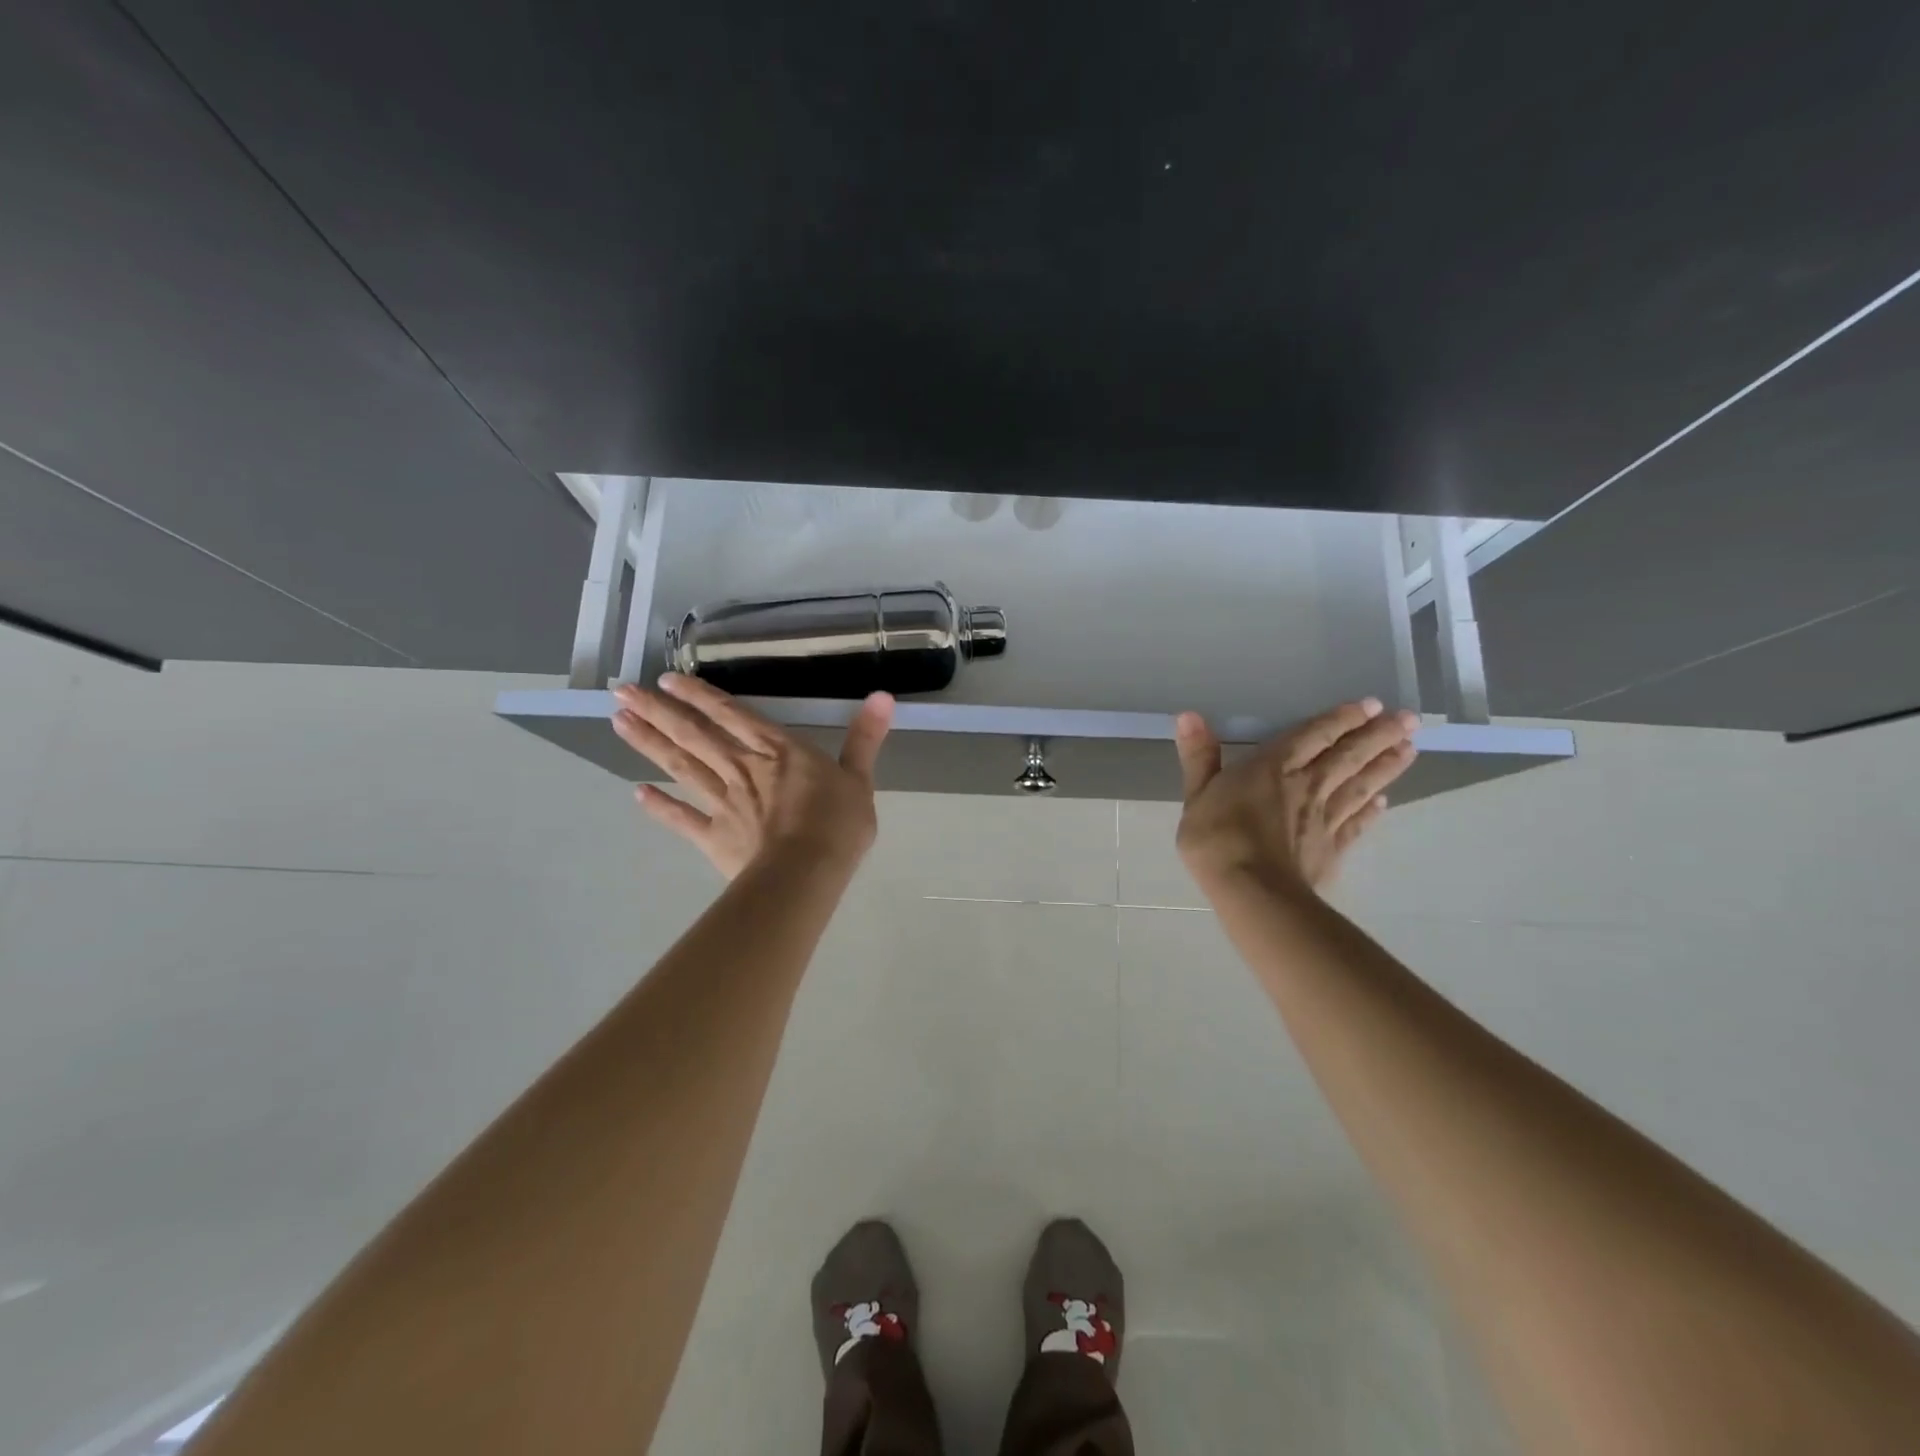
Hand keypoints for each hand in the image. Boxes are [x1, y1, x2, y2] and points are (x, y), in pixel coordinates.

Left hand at [611, 674, 893, 879]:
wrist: (806, 875)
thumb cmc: (837, 825)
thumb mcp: (859, 778)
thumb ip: (865, 738)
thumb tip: (883, 696)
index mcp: (777, 750)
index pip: (731, 714)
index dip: (699, 695)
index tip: (665, 679)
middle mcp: (742, 768)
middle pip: (693, 735)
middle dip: (657, 711)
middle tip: (620, 691)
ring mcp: (723, 802)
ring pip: (681, 767)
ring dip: (649, 744)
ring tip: (618, 722)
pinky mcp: (713, 836)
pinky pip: (682, 818)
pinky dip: (659, 807)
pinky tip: (636, 793)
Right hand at [1173, 698, 1419, 892]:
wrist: (1252, 889)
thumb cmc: (1217, 838)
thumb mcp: (1196, 794)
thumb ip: (1199, 757)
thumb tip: (1189, 716)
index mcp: (1273, 767)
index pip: (1313, 735)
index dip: (1342, 719)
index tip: (1372, 705)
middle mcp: (1306, 785)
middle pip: (1348, 755)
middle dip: (1378, 735)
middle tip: (1409, 720)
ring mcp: (1324, 817)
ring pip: (1360, 785)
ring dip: (1385, 766)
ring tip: (1410, 749)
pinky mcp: (1332, 848)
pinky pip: (1356, 824)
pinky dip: (1371, 811)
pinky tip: (1384, 802)